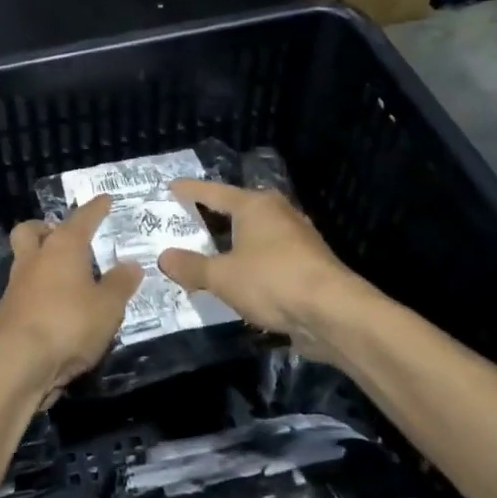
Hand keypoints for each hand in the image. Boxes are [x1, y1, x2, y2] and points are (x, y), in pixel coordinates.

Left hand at [0, 196, 142, 403]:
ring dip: (42, 260)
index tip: (105, 199)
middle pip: (32, 230)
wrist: (18, 363)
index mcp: (62, 247)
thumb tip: (131, 264)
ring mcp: (17, 285)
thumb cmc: (69, 324)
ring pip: (25, 259)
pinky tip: (57, 306)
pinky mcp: (8, 312)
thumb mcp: (108, 306)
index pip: (82, 219)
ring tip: (67, 275)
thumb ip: (120, 284)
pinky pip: (25, 289)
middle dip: (46, 227)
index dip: (96, 208)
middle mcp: (35, 258)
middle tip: (64, 235)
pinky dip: (39, 290)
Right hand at [158, 179, 358, 341]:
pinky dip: (251, 261)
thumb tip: (164, 257)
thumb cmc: (271, 281)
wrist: (332, 311)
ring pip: (257, 233)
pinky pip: (269, 255)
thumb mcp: (222, 276)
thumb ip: (191, 267)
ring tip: (211, 249)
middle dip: (215, 213)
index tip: (172, 186)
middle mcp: (278, 213)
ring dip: (235, 241)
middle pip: (239, 208)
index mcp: (254, 206)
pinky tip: (241, 276)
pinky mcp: (308, 263)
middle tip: (190, 217)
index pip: (214, 192)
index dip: (191, 190)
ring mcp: (297, 238)